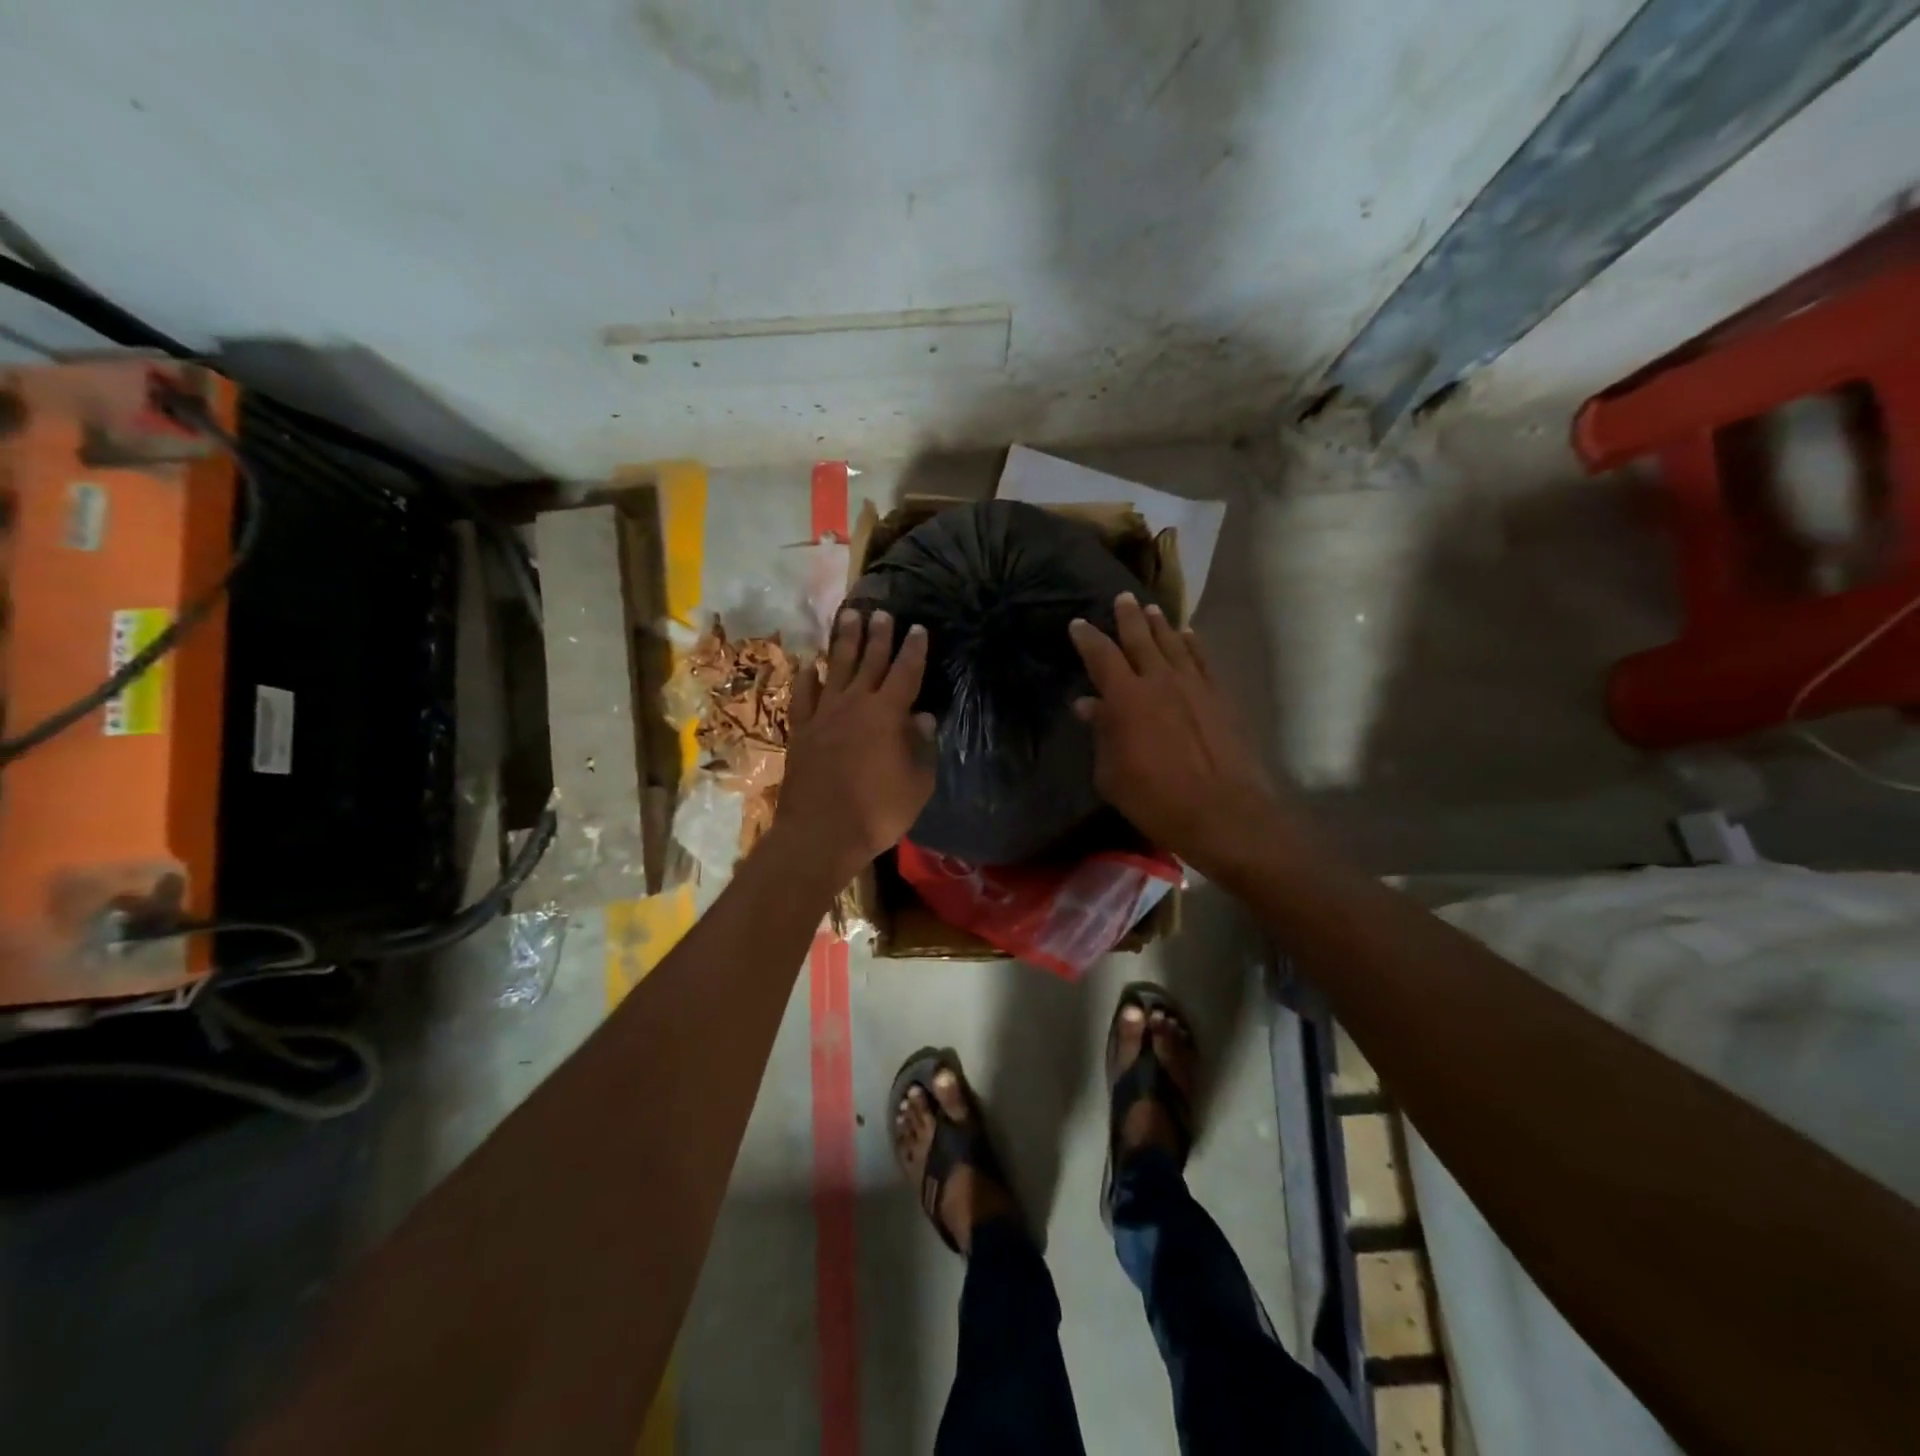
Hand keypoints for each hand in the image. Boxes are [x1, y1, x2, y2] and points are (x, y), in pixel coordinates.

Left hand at [775, 608, 935, 887]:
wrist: (821, 833)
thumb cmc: (878, 812)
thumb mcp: (917, 784)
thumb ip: (922, 747)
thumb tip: (922, 718)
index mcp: (888, 714)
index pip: (905, 672)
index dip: (913, 649)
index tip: (917, 628)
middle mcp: (855, 704)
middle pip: (869, 661)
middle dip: (878, 635)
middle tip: (881, 611)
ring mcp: (824, 714)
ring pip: (836, 668)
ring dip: (844, 641)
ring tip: (848, 616)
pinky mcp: (801, 730)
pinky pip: (804, 695)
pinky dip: (808, 678)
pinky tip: (810, 665)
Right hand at [1069, 593, 1289, 876]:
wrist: (1221, 810)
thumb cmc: (1154, 798)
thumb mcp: (1111, 773)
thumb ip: (1101, 733)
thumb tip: (1088, 704)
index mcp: (1125, 697)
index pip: (1101, 655)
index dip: (1087, 638)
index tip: (1078, 624)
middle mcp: (1159, 680)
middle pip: (1140, 638)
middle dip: (1128, 617)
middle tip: (1121, 598)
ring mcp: (1193, 685)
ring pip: (1173, 643)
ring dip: (1160, 624)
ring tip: (1152, 609)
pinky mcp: (1219, 696)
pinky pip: (1203, 659)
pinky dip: (1193, 643)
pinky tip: (1188, 634)